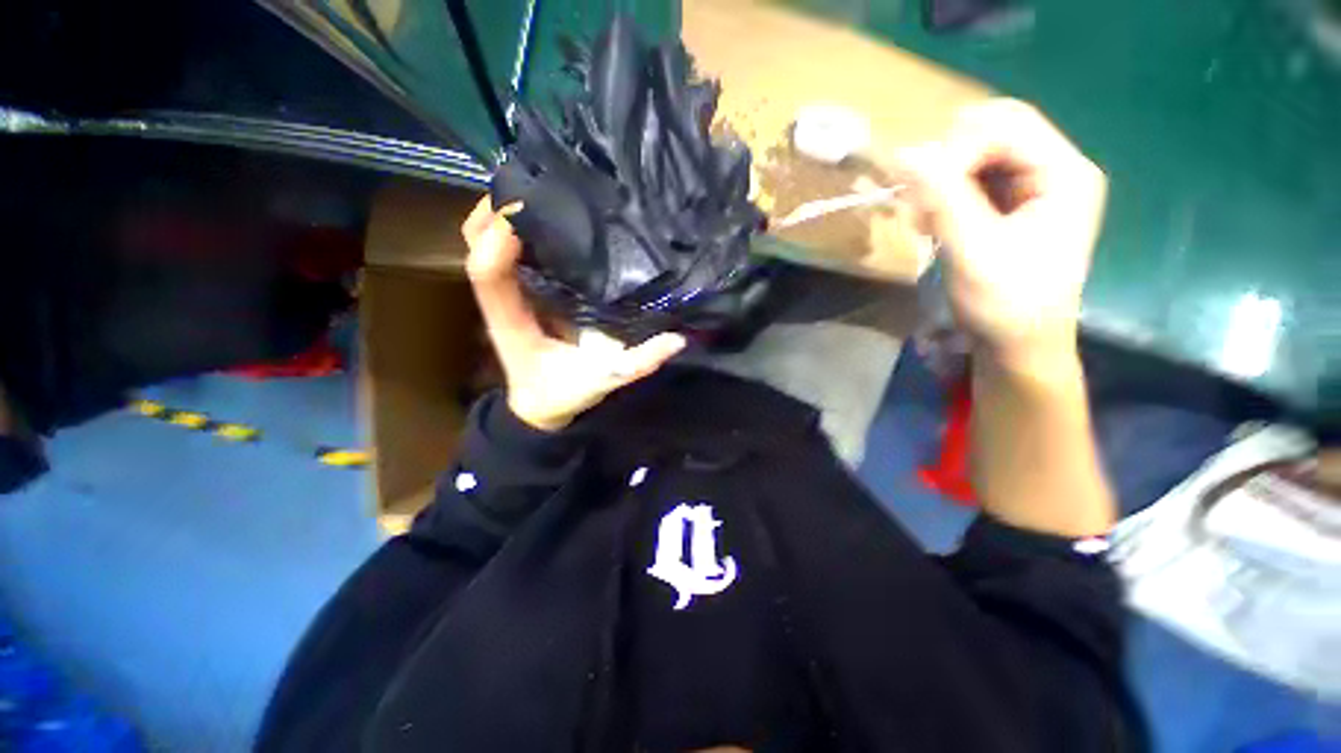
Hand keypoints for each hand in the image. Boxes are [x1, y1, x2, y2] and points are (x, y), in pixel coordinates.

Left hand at [462, 198, 685, 431]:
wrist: (540, 406)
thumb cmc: (562, 394)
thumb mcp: (603, 381)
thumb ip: (638, 363)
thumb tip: (676, 340)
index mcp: (513, 322)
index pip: (488, 273)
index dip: (499, 237)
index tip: (528, 207)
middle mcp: (502, 301)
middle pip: (476, 242)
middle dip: (496, 207)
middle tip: (537, 182)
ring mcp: (508, 293)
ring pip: (485, 240)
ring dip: (504, 211)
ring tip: (542, 188)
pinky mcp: (519, 292)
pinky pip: (507, 251)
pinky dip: (517, 227)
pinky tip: (549, 214)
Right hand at [897, 99, 1105, 371]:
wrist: (1019, 344)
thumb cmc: (1005, 305)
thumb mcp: (973, 252)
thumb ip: (944, 200)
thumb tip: (907, 153)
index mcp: (1064, 173)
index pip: (1005, 126)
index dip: (956, 151)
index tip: (921, 196)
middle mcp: (1055, 168)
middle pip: (994, 129)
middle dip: (949, 161)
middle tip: (922, 206)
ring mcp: (1035, 185)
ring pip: (979, 151)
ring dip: (942, 179)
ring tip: (926, 220)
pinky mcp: (1013, 203)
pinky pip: (973, 177)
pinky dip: (945, 193)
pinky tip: (934, 221)